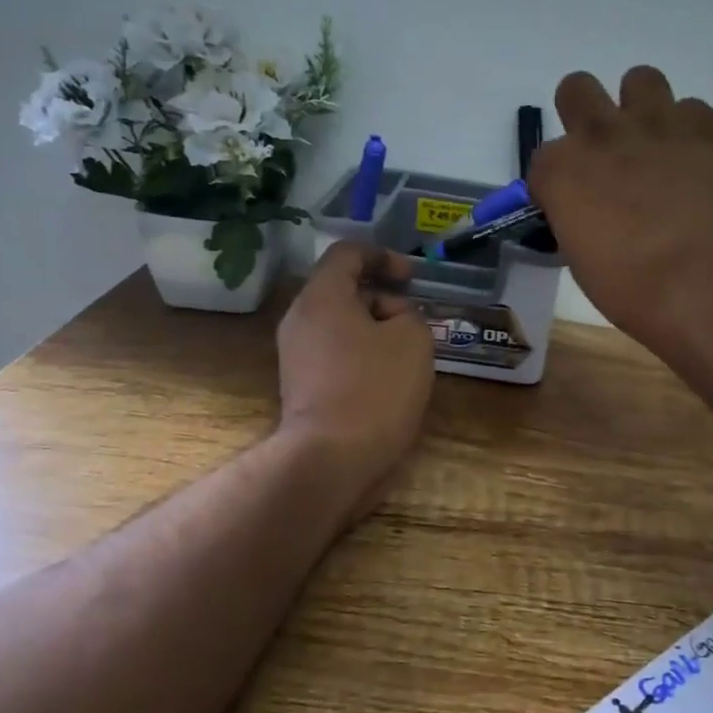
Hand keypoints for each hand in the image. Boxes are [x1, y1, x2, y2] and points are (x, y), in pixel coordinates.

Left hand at [275, 241, 435, 513]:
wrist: (331, 459)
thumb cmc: (375, 388)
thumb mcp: (412, 338)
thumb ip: (407, 313)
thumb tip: (391, 320)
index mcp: (322, 297)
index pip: (347, 253)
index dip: (383, 256)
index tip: (411, 278)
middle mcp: (301, 319)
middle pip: (343, 290)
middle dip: (383, 298)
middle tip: (415, 321)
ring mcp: (297, 355)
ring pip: (341, 325)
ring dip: (376, 330)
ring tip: (409, 354)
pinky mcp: (303, 386)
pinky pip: (337, 354)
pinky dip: (363, 355)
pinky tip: (390, 379)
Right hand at [528, 66, 712, 354]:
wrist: (706, 286)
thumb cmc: (632, 289)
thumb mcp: (581, 258)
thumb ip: (576, 217)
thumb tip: (588, 211)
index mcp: (560, 170)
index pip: (543, 159)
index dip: (558, 182)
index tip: (574, 204)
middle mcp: (600, 134)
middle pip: (576, 89)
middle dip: (584, 115)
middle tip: (606, 155)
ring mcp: (655, 123)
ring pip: (640, 79)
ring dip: (641, 107)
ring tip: (655, 146)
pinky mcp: (705, 128)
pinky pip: (692, 109)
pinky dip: (689, 131)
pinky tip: (695, 163)